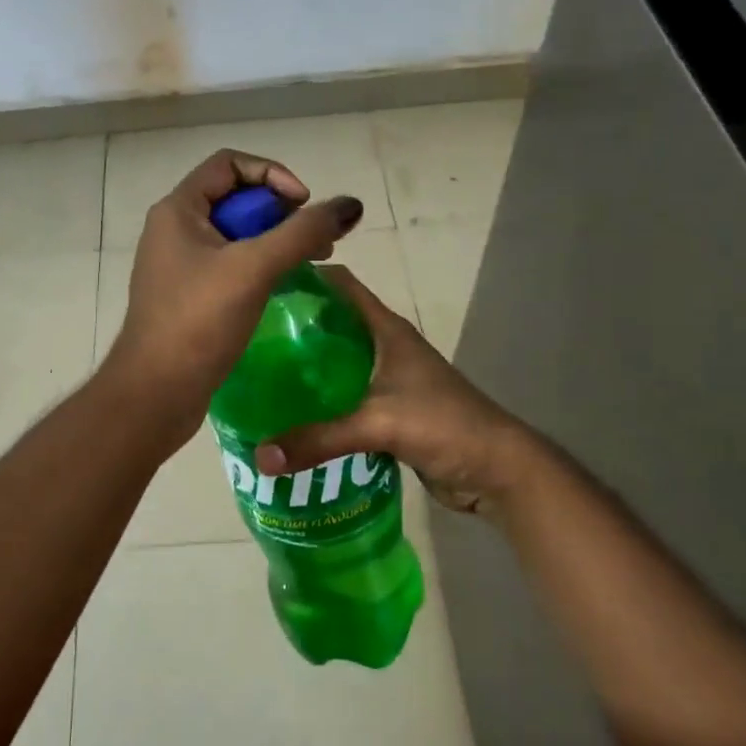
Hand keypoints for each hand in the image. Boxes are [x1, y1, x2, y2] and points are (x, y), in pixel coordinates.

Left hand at [104, 150, 364, 440]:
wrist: (155, 394)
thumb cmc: (198, 322)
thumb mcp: (254, 268)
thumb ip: (302, 233)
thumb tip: (350, 206)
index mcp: (178, 210)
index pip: (229, 164)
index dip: (272, 174)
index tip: (303, 204)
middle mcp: (174, 230)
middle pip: (236, 199)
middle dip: (281, 212)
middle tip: (317, 240)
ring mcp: (180, 265)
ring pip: (236, 235)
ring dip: (276, 240)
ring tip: (315, 260)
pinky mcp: (190, 296)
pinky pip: (231, 265)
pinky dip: (261, 266)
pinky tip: (287, 285)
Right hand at [251, 265, 535, 518]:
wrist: (497, 470)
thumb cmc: (445, 425)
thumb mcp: (379, 425)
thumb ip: (319, 439)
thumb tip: (260, 456)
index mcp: (387, 330)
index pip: (342, 285)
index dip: (306, 276)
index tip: (262, 281)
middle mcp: (385, 347)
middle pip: (333, 323)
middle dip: (295, 326)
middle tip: (247, 335)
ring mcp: (389, 380)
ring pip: (338, 363)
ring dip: (306, 366)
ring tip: (260, 373)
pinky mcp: (389, 411)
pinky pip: (345, 398)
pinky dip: (321, 401)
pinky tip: (290, 413)